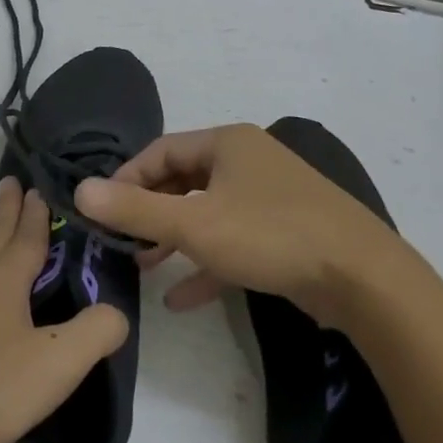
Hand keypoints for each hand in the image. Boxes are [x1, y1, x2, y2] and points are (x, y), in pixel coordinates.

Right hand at [74, 122, 395, 327]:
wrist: (363, 278)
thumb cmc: (270, 236)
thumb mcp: (195, 223)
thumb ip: (136, 208)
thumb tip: (79, 189)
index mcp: (227, 143)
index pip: (161, 151)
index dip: (127, 178)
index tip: (102, 210)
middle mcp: (248, 161)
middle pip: (184, 180)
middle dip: (151, 211)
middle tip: (121, 240)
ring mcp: (270, 197)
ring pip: (208, 212)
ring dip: (175, 238)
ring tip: (144, 266)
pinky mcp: (285, 232)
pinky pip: (235, 241)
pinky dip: (207, 263)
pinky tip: (181, 299)